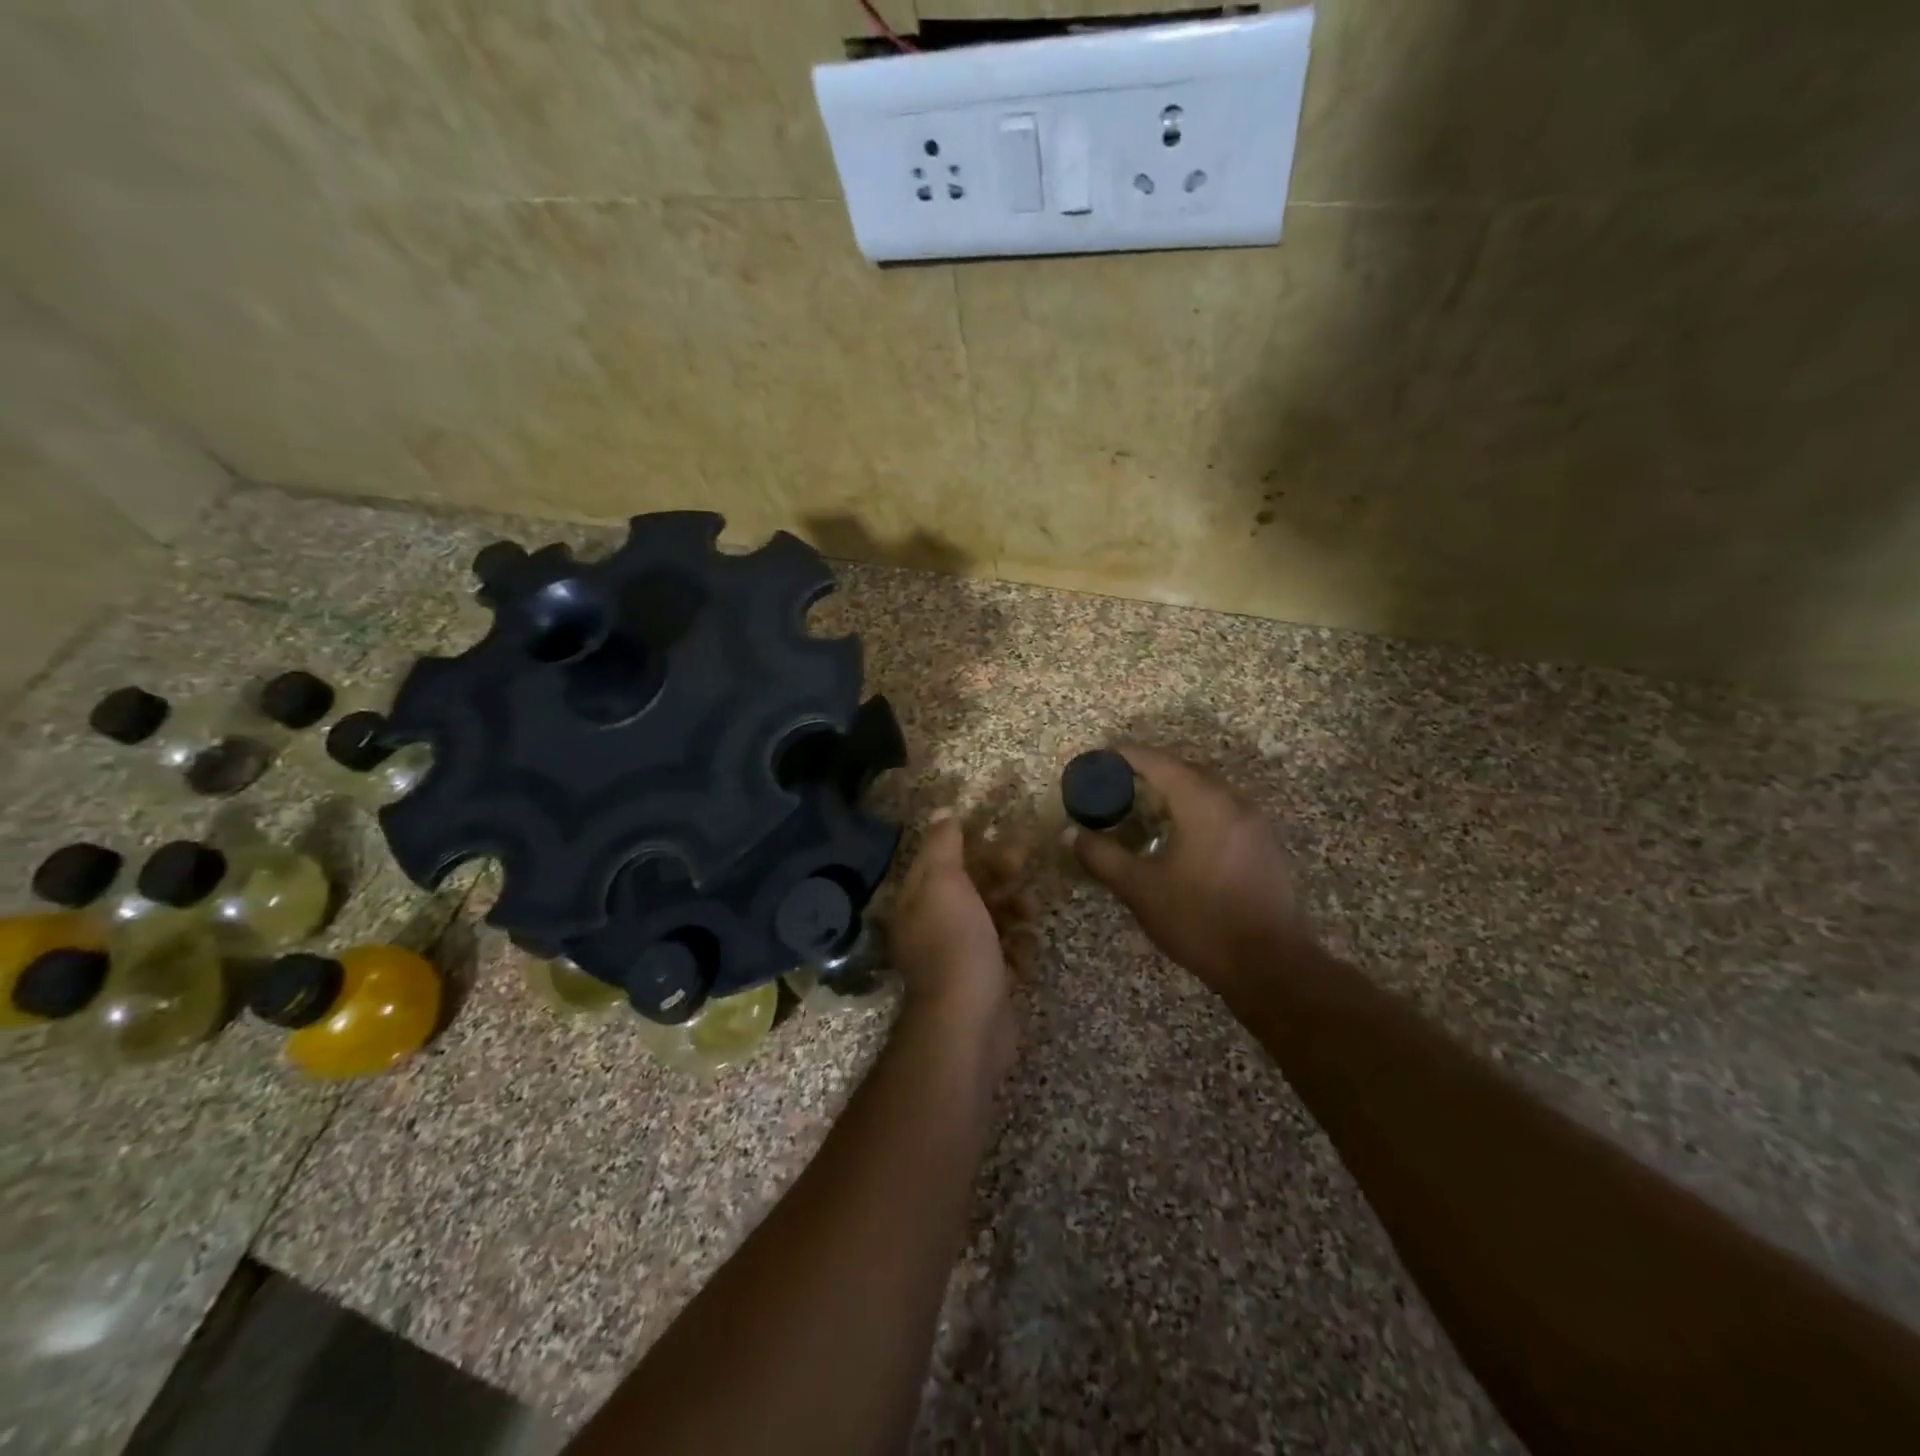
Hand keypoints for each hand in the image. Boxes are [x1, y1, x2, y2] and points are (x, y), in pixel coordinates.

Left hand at [887, 813, 1028, 1067]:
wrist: (968, 1023)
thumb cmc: (955, 944)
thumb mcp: (944, 883)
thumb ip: (944, 846)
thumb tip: (944, 812)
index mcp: (916, 901)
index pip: (940, 859)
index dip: (969, 843)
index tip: (1000, 831)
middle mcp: (932, 926)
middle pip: (969, 887)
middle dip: (998, 872)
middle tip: (1025, 860)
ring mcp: (958, 956)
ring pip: (991, 918)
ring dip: (1014, 909)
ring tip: (1031, 911)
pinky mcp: (984, 981)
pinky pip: (1005, 953)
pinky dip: (1018, 948)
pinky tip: (1026, 951)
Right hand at [1067, 745, 1312, 998]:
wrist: (1269, 965)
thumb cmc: (1199, 920)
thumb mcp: (1140, 889)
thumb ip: (1102, 856)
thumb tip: (1071, 834)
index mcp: (1202, 802)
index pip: (1157, 762)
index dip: (1124, 757)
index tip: (1096, 760)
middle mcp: (1231, 800)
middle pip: (1183, 770)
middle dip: (1147, 772)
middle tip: (1112, 785)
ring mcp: (1252, 821)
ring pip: (1205, 789)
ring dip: (1171, 791)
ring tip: (1139, 807)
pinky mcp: (1262, 843)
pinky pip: (1220, 809)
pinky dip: (1192, 808)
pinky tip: (1175, 834)